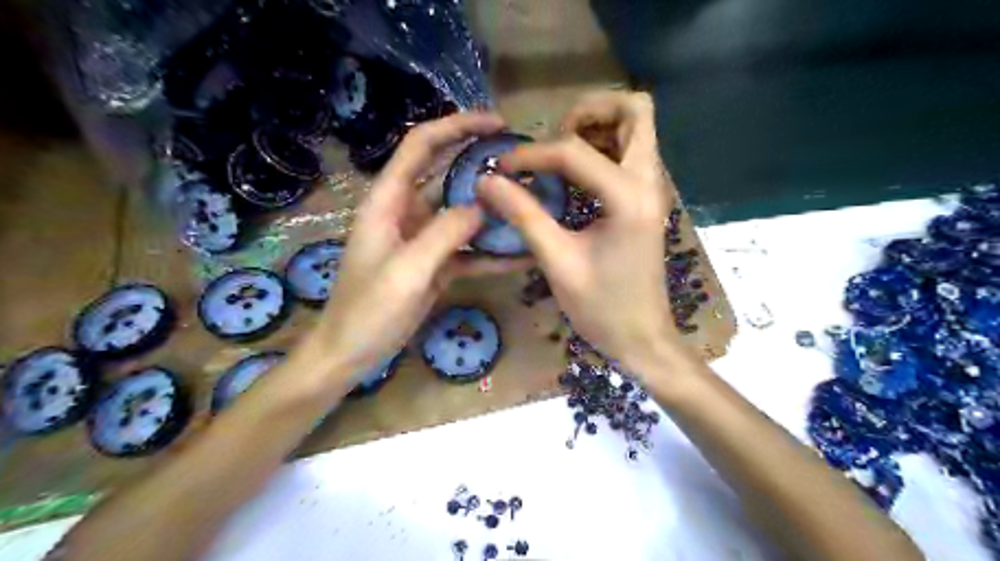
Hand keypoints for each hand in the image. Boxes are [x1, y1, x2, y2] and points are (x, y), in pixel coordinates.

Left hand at [288, 112, 510, 388]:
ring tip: (530, 205)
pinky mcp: (433, 264)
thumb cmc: (368, 310)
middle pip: (445, 174)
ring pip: (460, 212)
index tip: (497, 123)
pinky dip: (490, 251)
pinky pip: (466, 249)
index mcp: (388, 202)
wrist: (351, 353)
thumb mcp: (406, 271)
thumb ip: (444, 234)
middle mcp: (406, 212)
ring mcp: (421, 239)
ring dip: (491, 209)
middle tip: (522, 162)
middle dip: (480, 162)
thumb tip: (483, 206)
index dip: (457, 126)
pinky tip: (520, 255)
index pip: (421, 146)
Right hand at [476, 93, 680, 369]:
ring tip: (560, 155)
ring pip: (636, 127)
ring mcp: (653, 188)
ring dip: (597, 128)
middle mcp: (649, 181)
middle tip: (553, 140)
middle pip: (634, 110)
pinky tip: (574, 177)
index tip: (503, 170)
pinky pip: (631, 152)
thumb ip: (523, 215)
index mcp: (628, 197)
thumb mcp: (557, 261)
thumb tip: (486, 182)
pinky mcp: (647, 200)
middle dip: (588, 113)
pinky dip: (603, 149)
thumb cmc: (602, 308)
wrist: (642, 338)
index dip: (531, 154)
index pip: (575, 150)